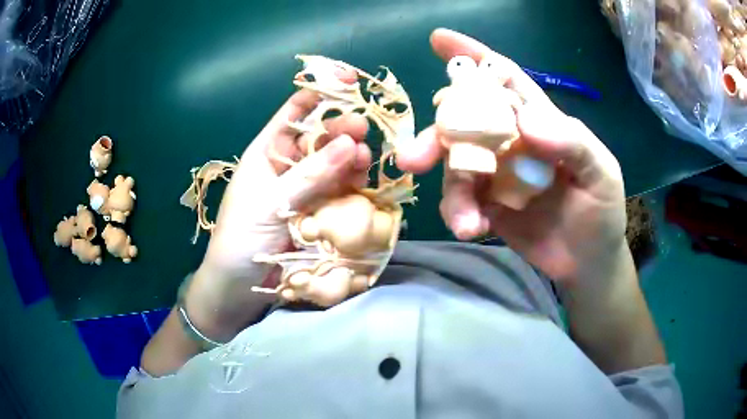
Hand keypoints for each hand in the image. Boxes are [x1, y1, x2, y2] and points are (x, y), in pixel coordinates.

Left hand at [187, 89, 370, 337]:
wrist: (238, 287)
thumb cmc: (240, 239)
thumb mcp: (269, 203)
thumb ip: (309, 175)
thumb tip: (351, 142)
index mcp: (267, 151)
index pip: (296, 111)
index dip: (321, 93)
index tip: (349, 81)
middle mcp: (289, 165)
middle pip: (321, 136)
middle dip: (342, 128)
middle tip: (363, 129)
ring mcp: (307, 189)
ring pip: (336, 162)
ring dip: (352, 157)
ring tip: (366, 157)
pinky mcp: (320, 212)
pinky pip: (342, 191)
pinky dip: (355, 183)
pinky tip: (366, 180)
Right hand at [397, 29, 627, 286]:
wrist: (588, 262)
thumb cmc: (602, 211)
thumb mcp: (601, 173)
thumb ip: (572, 144)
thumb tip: (525, 122)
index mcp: (541, 121)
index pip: (505, 80)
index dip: (473, 57)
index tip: (440, 40)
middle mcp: (513, 141)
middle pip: (466, 124)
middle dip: (437, 136)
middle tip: (412, 158)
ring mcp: (498, 174)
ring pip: (457, 167)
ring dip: (451, 191)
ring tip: (465, 221)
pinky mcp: (489, 205)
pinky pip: (462, 202)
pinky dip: (460, 213)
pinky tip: (473, 229)